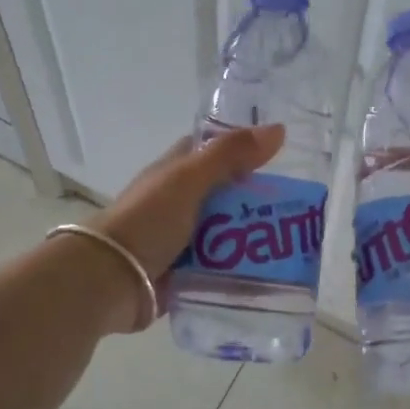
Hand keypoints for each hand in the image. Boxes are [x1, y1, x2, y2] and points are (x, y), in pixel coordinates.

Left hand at [92, 124, 285, 330]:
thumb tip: (278, 129)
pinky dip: (240, 270)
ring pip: (226, 232)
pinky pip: (220, 267)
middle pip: (226, 194)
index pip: (213, 150)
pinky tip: (269, 275)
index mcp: (176, 171)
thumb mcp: (190, 179)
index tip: (280, 156)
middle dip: (257, 200)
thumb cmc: (148, 219)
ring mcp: (181, 238)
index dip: (243, 149)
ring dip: (252, 238)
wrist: (110, 279)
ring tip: (293, 245)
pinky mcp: (185, 271)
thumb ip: (230, 154)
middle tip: (299, 208)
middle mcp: (178, 201)